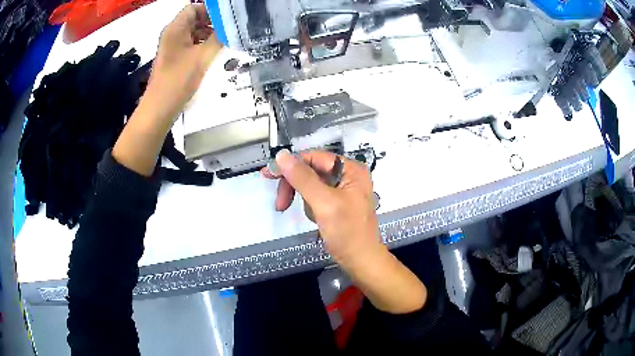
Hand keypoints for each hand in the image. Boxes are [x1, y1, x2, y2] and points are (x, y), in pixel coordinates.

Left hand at [146, 3, 221, 119]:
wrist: (160, 108)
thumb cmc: (178, 80)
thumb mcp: (202, 57)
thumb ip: (217, 38)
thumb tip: (229, 28)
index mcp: (175, 29)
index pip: (194, 8)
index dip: (210, 11)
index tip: (226, 19)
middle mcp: (172, 34)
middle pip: (194, 19)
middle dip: (211, 23)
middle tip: (229, 30)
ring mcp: (172, 47)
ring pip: (193, 33)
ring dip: (208, 35)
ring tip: (224, 42)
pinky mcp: (174, 59)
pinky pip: (190, 45)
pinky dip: (202, 45)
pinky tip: (214, 52)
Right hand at [263, 150, 426, 313]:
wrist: (360, 261)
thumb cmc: (347, 232)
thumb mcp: (324, 203)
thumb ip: (302, 178)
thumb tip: (281, 155)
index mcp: (351, 169)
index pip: (314, 157)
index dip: (291, 165)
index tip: (269, 175)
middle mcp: (349, 175)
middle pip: (311, 170)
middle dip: (296, 187)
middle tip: (281, 204)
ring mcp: (344, 189)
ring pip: (311, 185)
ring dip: (305, 201)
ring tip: (315, 218)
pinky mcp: (338, 202)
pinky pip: (316, 197)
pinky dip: (312, 208)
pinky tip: (318, 220)